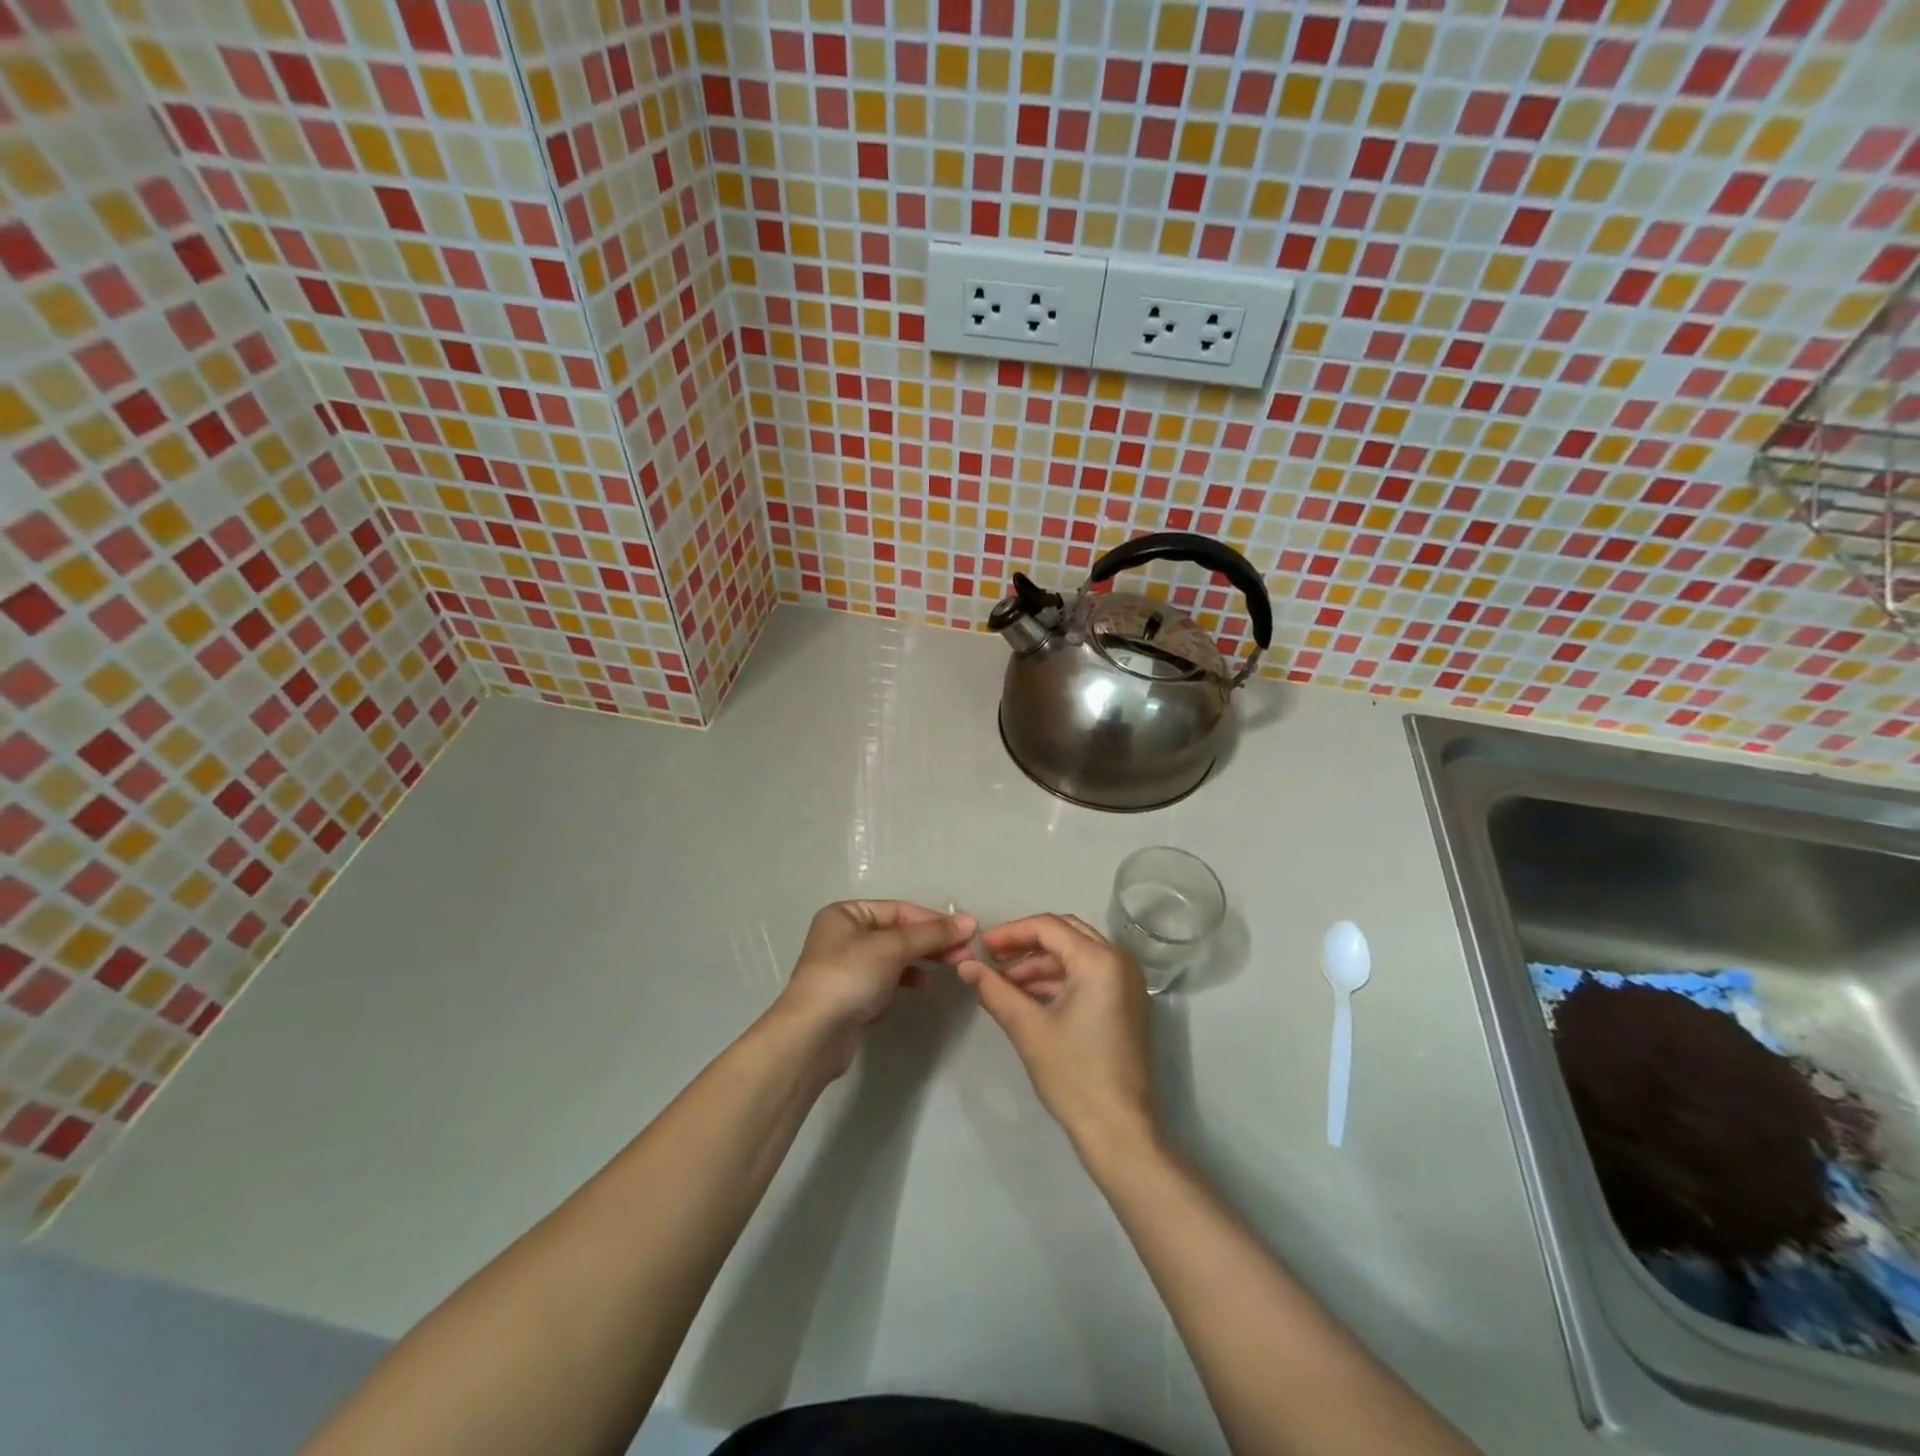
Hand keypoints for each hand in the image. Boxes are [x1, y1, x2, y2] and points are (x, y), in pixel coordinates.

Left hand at [773, 900, 975, 1073]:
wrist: (813, 1036)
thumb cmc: (849, 977)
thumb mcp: (893, 948)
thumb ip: (932, 934)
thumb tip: (970, 921)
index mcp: (846, 914)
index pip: (899, 910)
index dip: (934, 920)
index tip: (967, 933)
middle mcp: (844, 935)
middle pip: (898, 933)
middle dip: (932, 942)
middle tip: (965, 954)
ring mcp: (846, 967)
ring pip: (894, 957)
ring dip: (921, 961)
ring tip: (948, 968)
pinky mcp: (851, 995)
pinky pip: (885, 980)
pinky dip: (904, 981)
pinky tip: (919, 987)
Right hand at [957, 914, 1158, 1159]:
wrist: (1119, 1131)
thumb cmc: (1074, 1075)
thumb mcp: (1028, 1028)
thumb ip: (994, 990)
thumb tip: (965, 965)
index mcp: (1100, 960)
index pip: (1048, 927)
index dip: (1011, 933)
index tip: (980, 947)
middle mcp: (1119, 961)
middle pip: (1065, 933)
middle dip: (1026, 943)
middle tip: (992, 957)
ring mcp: (1127, 982)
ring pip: (1076, 954)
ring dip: (1040, 963)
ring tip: (1003, 982)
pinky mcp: (1126, 1002)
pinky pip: (1088, 974)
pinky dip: (1058, 979)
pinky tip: (1028, 996)